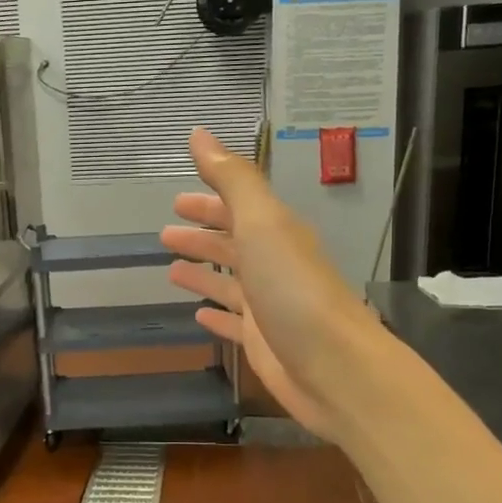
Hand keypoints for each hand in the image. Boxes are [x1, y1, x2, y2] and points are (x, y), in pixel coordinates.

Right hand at [161, 128, 380, 441]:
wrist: (336, 368)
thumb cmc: (294, 290)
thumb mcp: (263, 223)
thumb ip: (232, 180)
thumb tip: (199, 134)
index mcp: (275, 234)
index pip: (238, 208)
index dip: (209, 200)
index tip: (177, 199)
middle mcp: (273, 266)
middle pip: (232, 244)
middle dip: (201, 235)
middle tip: (165, 233)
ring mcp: (269, 306)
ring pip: (229, 283)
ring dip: (202, 273)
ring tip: (171, 270)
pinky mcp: (263, 343)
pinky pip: (233, 323)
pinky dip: (216, 314)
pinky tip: (197, 315)